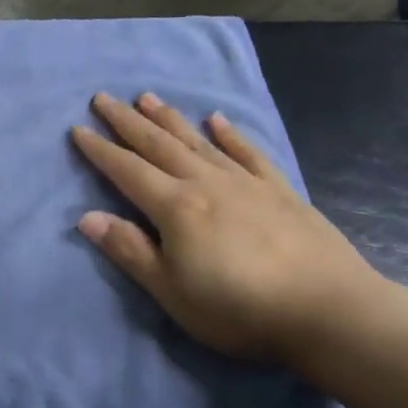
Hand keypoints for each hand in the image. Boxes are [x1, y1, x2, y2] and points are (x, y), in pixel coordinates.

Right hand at [70, 92, 380, 363]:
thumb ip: (129, 251)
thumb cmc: (239, 309)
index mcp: (176, 207)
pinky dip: (230, 134)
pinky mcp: (280, 191)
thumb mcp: (171, 291)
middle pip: (158, 145)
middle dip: (127, 121)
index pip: (127, 171)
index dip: (100, 150)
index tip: (78, 129)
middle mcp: (207, 183)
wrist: (329, 311)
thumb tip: (87, 217)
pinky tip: (218, 120)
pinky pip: (249, 153)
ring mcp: (246, 183)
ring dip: (170, 118)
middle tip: (103, 97)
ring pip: (198, 141)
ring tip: (148, 97)